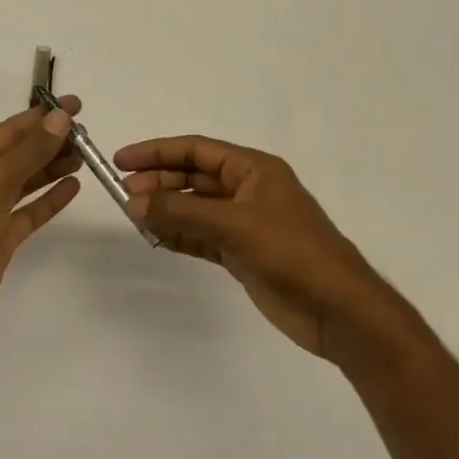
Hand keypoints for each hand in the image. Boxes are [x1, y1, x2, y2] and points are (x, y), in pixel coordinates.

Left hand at [0, 97, 83, 342]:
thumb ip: (31, 150)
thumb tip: (60, 118)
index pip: (10, 130)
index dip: (43, 116)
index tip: (75, 105)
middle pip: (21, 154)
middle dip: (52, 142)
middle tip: (88, 135)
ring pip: (27, 181)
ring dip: (54, 167)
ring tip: (86, 156)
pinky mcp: (2, 237)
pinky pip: (30, 211)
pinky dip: (50, 199)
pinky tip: (74, 187)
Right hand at [116, 135, 411, 361]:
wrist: (336, 308)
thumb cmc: (290, 251)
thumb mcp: (233, 224)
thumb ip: (180, 212)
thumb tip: (133, 202)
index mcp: (254, 170)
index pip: (197, 150)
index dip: (157, 152)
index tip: (122, 160)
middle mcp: (248, 190)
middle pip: (193, 177)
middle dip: (159, 183)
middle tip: (124, 195)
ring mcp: (245, 223)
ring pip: (195, 208)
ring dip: (166, 210)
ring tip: (133, 217)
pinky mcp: (242, 252)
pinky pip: (201, 236)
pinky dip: (178, 235)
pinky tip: (155, 238)